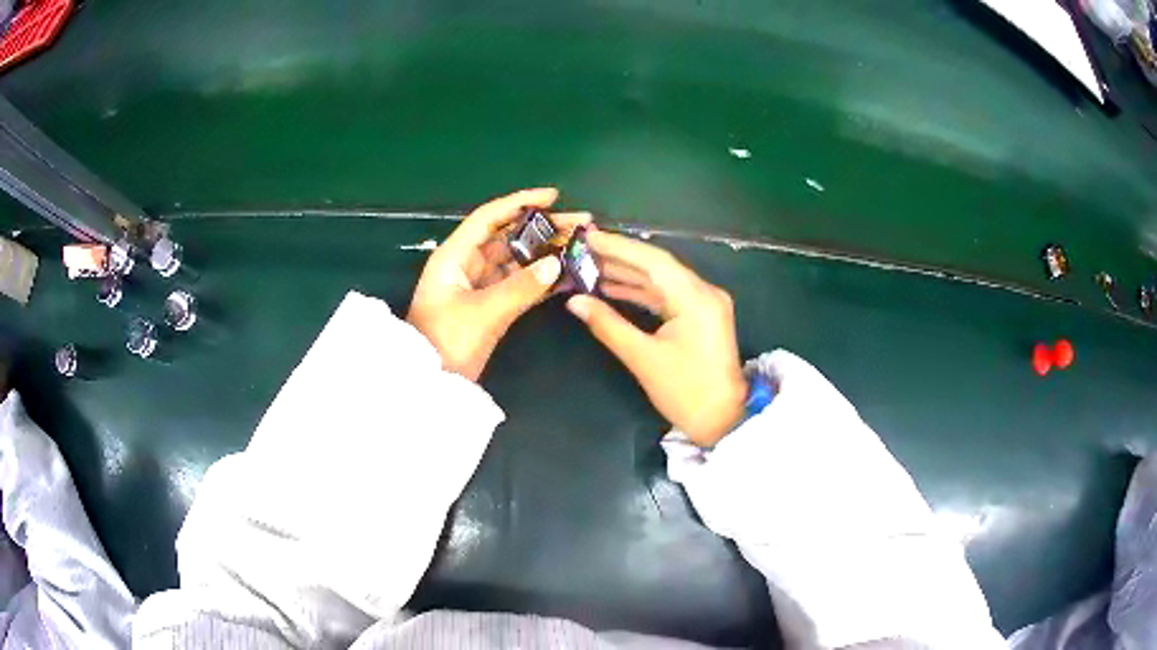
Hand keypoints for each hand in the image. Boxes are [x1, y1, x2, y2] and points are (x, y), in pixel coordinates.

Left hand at [408, 188, 590, 380]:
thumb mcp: (483, 313)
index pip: (489, 218)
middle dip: (543, 228)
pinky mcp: (488, 305)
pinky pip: (517, 284)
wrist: (428, 383)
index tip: (554, 196)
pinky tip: (566, 275)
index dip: (520, 202)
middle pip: (507, 236)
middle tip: (581, 224)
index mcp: (455, 256)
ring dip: (545, 253)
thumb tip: (555, 264)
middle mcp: (466, 264)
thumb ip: (520, 288)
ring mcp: (478, 285)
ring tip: (580, 247)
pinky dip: (539, 279)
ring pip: (516, 260)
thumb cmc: (446, 343)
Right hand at [566, 231, 745, 446]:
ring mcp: (705, 303)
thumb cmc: (685, 392)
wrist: (722, 421)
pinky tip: (614, 289)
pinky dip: (642, 292)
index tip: (588, 237)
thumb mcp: (643, 358)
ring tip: (591, 268)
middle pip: (658, 266)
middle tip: (583, 251)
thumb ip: (607, 325)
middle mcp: (704, 292)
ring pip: (662, 280)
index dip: (619, 246)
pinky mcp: (701, 316)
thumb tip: (574, 301)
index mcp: (696, 298)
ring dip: (629, 275)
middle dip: (620, 258)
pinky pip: (668, 295)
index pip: (653, 260)